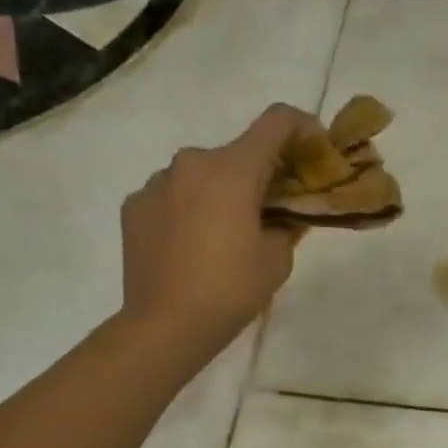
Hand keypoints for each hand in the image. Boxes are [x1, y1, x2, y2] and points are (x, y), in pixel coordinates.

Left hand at [120, 104, 308, 358]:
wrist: (164, 325)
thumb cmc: (230, 290)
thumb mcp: (277, 259)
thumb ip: (286, 225)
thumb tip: (280, 216)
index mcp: (233, 169)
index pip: (276, 122)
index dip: (302, 126)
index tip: (313, 147)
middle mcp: (192, 162)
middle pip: (236, 154)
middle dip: (257, 175)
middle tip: (268, 210)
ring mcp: (156, 182)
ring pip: (200, 175)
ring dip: (218, 192)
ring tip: (222, 235)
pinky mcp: (134, 206)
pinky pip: (171, 196)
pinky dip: (187, 209)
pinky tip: (188, 245)